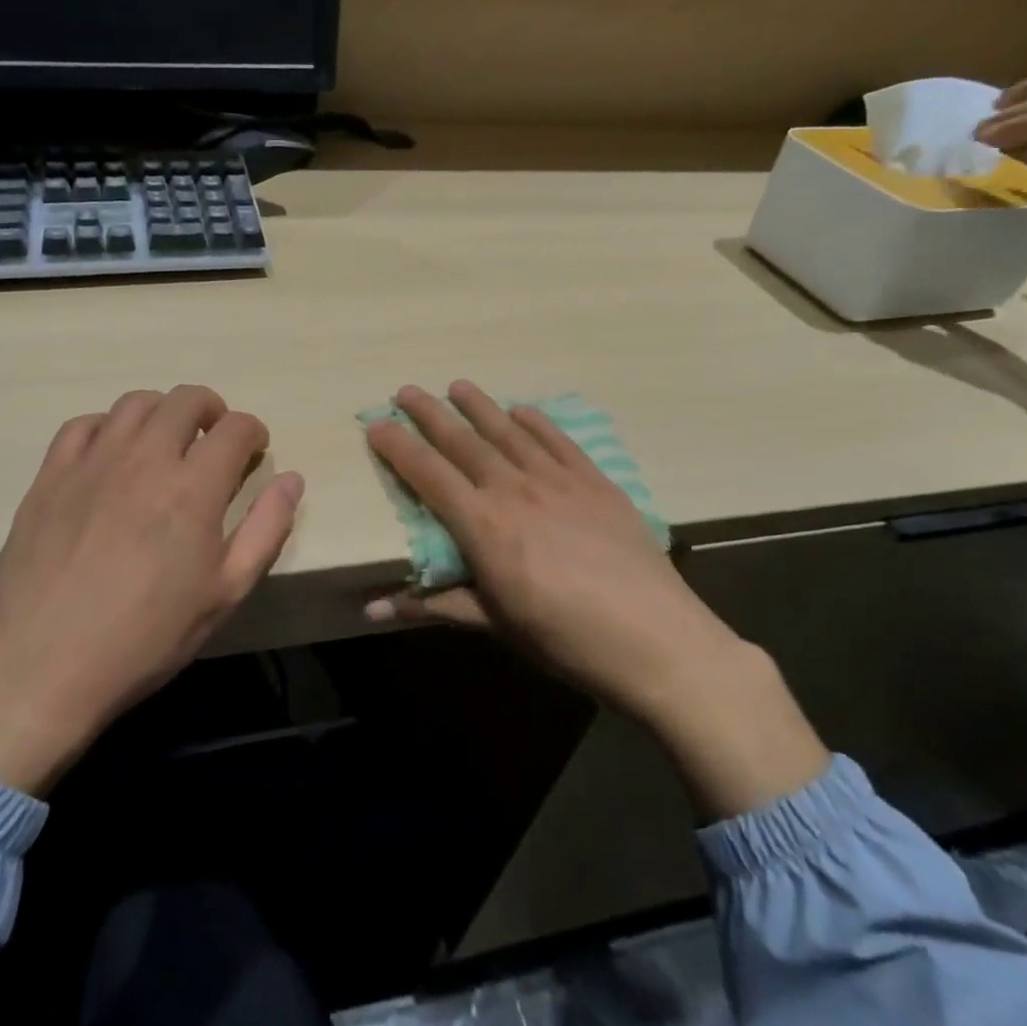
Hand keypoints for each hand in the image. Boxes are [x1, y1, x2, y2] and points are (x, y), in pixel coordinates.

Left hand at [0, 386, 303, 793]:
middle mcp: (144, 460)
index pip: (236, 428)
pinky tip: (113, 456)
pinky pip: (83, 424)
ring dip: (163, 413)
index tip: (253, 453)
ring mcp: (92, 463)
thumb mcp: (225, 594)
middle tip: (214, 442)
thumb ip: (266, 529)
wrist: (40, 670)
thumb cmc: (146, 638)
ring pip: (136, 403)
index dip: (253, 433)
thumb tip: (292, 479)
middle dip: (213, 411)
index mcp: (193, 489)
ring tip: (166, 444)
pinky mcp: (50, 477)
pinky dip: (109, 427)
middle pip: (186, 399)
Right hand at [362, 382, 709, 718]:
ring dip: (479, 406)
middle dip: (430, 413)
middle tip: (405, 391)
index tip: (376, 424)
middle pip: (463, 441)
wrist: (656, 640)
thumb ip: (434, 605)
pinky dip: (536, 421)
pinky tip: (523, 410)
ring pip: (508, 431)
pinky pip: (559, 441)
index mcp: (483, 525)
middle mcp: (514, 489)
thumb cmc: (565, 640)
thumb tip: (370, 608)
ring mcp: (558, 480)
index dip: (398, 447)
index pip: (428, 475)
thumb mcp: (494, 624)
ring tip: (457, 385)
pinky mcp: (595, 482)